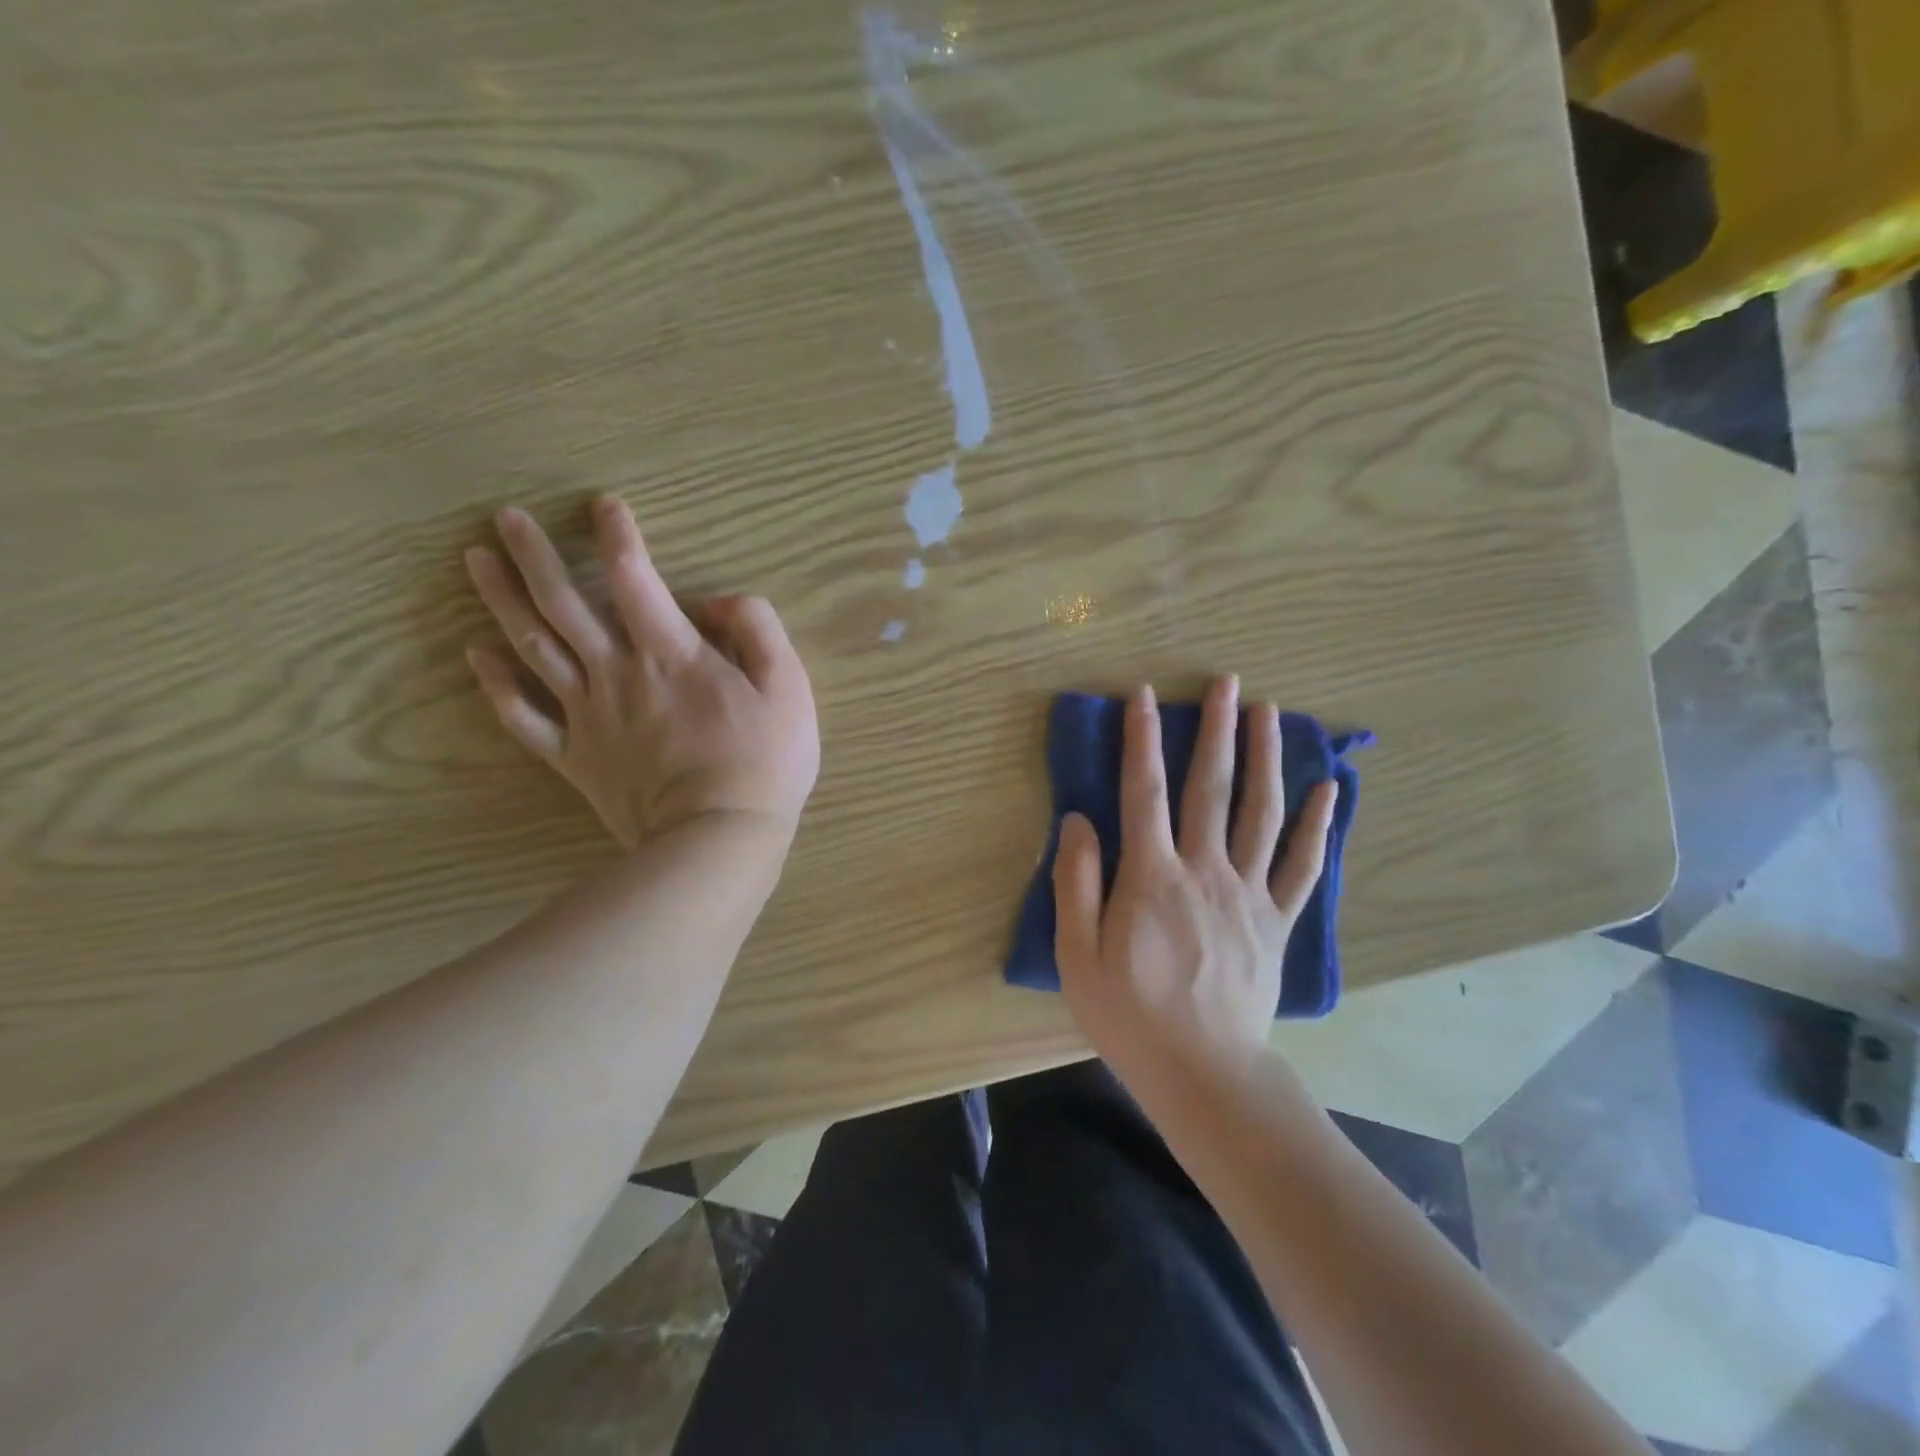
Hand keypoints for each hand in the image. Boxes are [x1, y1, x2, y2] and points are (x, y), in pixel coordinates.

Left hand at [463, 495, 819, 850]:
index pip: (633, 576)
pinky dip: (498, 685)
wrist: (718, 838)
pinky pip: (524, 717)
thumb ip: (757, 629)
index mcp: (670, 652)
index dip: (617, 534)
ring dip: (501, 600)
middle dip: (533, 555)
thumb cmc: (764, 762)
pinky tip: (479, 655)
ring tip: (475, 562)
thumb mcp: (789, 687)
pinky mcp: (575, 757)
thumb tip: (717, 601)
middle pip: (563, 603)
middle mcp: (618, 672)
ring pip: (533, 647)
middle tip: (504, 518)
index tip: (604, 505)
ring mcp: (589, 715)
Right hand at [1053, 678, 1336, 1081]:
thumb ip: (1076, 882)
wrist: (1201, 1072)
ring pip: (1261, 813)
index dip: (1141, 740)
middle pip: (1211, 788)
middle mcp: (1205, 871)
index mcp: (1152, 877)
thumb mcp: (1077, 954)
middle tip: (1228, 682)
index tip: (1145, 696)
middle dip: (1217, 731)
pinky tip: (1327, 790)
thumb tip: (1079, 820)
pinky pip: (1301, 866)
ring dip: (1266, 758)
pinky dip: (1316, 826)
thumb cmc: (1128, 1013)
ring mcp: (1248, 894)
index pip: (1143, 791)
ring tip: (1271, 713)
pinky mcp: (1277, 920)